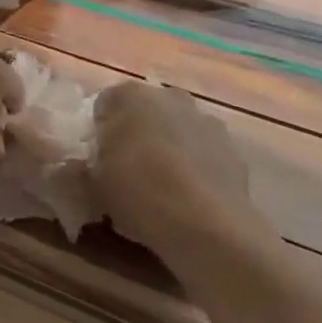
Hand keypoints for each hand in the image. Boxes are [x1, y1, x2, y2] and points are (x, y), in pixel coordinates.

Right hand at [91, 82, 264, 265]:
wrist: (207, 227)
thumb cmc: (139, 194)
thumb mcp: (95, 184)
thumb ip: (89, 165)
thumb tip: (88, 165)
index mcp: (129, 96)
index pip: (104, 105)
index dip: (99, 132)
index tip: (98, 159)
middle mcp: (169, 96)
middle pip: (145, 111)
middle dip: (137, 133)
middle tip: (127, 170)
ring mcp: (205, 119)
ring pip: (177, 128)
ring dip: (169, 146)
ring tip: (162, 187)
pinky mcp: (233, 148)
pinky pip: (203, 151)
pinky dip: (196, 165)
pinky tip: (189, 197)